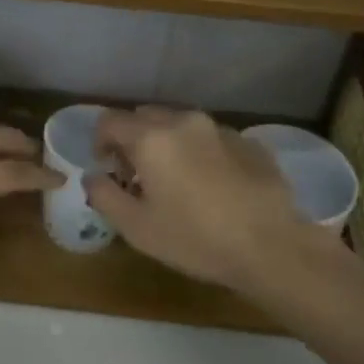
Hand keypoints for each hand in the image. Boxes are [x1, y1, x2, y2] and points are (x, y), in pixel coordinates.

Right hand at [87, 107, 338, 293]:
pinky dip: (199, 152)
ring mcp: (220, 129)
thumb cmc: (195, 238)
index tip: (107, 169)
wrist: (271, 246)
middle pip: (145, 117)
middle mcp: (184, 121)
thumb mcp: (136, 227)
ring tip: (175, 181)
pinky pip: (210, 138)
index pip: (110, 120)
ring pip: (179, 125)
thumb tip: (93, 177)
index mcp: (152, 137)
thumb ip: (104, 195)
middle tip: (137, 176)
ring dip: (167, 144)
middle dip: (133, 140)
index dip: (100, 142)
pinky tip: (211, 186)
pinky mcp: (248, 143)